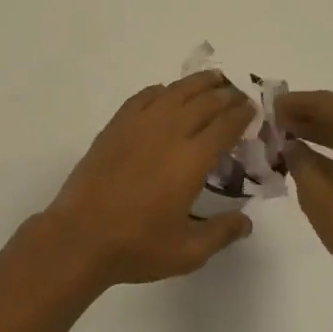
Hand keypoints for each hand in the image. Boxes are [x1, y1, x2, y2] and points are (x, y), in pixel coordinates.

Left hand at [44, 72, 256, 286]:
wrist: (81, 236)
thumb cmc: (137, 246)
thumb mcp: (188, 252)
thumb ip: (221, 233)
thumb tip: (247, 221)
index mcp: (192, 160)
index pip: (225, 126)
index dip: (242, 114)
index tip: (252, 109)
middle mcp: (169, 132)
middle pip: (204, 102)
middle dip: (226, 95)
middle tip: (238, 94)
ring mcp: (139, 124)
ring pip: (175, 92)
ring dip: (198, 83)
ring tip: (213, 79)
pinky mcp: (116, 125)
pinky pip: (144, 96)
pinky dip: (161, 90)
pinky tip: (167, 93)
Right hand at [279, 91, 332, 322]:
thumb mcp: (318, 195)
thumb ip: (299, 160)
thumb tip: (290, 144)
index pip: (327, 103)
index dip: (295, 103)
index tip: (269, 106)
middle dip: (310, 118)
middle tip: (277, 122)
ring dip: (326, 133)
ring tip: (291, 136)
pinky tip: (319, 156)